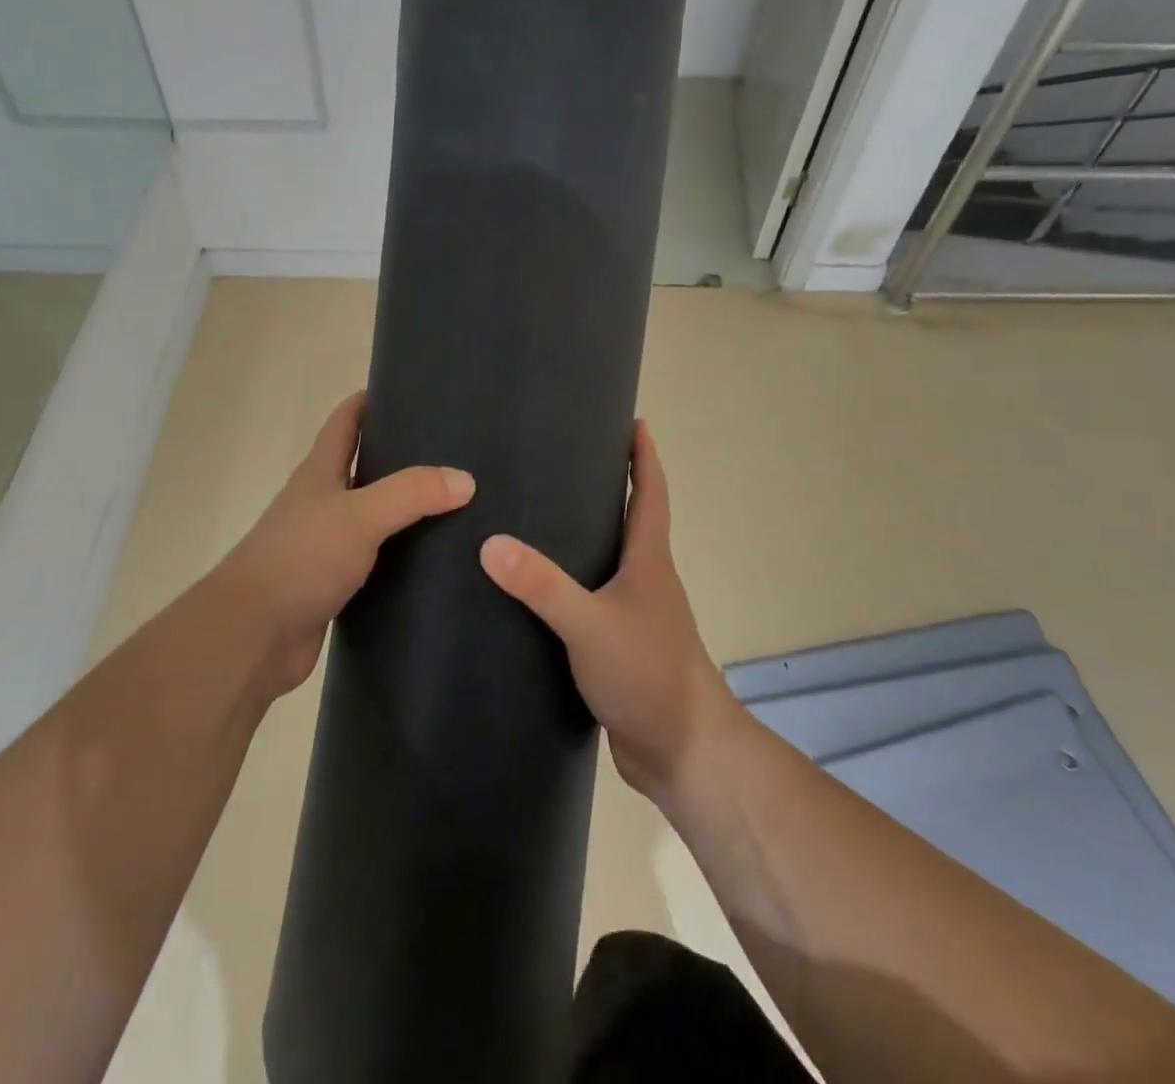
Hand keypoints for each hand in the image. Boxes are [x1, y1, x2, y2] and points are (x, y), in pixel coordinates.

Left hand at [216, 391, 473, 697]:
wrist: (253, 636)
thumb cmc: (300, 559)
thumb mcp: (360, 516)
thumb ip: (411, 493)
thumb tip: (465, 479)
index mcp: (320, 473)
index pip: (345, 421)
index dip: (371, 400)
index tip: (412, 391)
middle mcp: (322, 503)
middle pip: (364, 466)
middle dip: (402, 455)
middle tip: (453, 451)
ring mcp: (327, 545)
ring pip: (374, 516)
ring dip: (407, 509)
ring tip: (457, 503)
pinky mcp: (335, 585)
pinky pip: (377, 560)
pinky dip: (403, 556)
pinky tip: (436, 560)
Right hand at [478, 421, 739, 803]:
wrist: (683, 752)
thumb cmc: (649, 673)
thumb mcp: (590, 624)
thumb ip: (542, 586)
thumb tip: (491, 543)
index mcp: (649, 561)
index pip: (651, 493)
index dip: (645, 456)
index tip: (634, 422)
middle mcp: (646, 580)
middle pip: (630, 521)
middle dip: (608, 488)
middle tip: (564, 462)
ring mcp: (635, 616)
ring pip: (609, 563)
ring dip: (586, 538)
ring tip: (539, 518)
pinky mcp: (619, 648)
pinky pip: (592, 602)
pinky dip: (572, 586)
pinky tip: (536, 592)